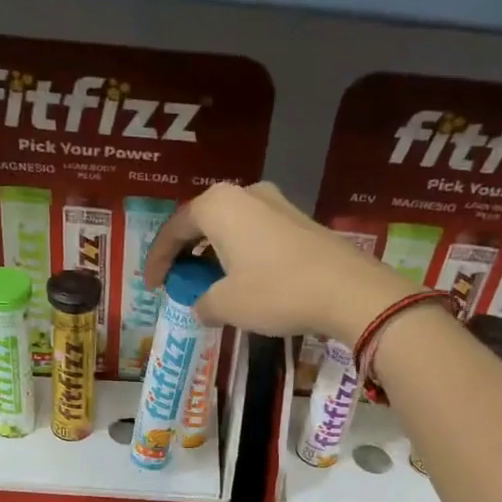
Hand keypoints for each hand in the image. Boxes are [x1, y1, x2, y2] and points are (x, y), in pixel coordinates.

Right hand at [143, 182, 411, 341]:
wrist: (348, 291)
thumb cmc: (276, 292)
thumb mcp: (228, 304)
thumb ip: (203, 303)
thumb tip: (200, 306)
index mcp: (219, 205)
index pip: (175, 229)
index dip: (158, 259)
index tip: (152, 286)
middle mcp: (246, 194)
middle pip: (203, 222)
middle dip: (186, 253)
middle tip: (178, 281)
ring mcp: (277, 204)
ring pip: (231, 228)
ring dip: (214, 255)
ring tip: (208, 284)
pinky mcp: (301, 222)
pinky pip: (256, 235)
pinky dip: (240, 256)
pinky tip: (243, 281)